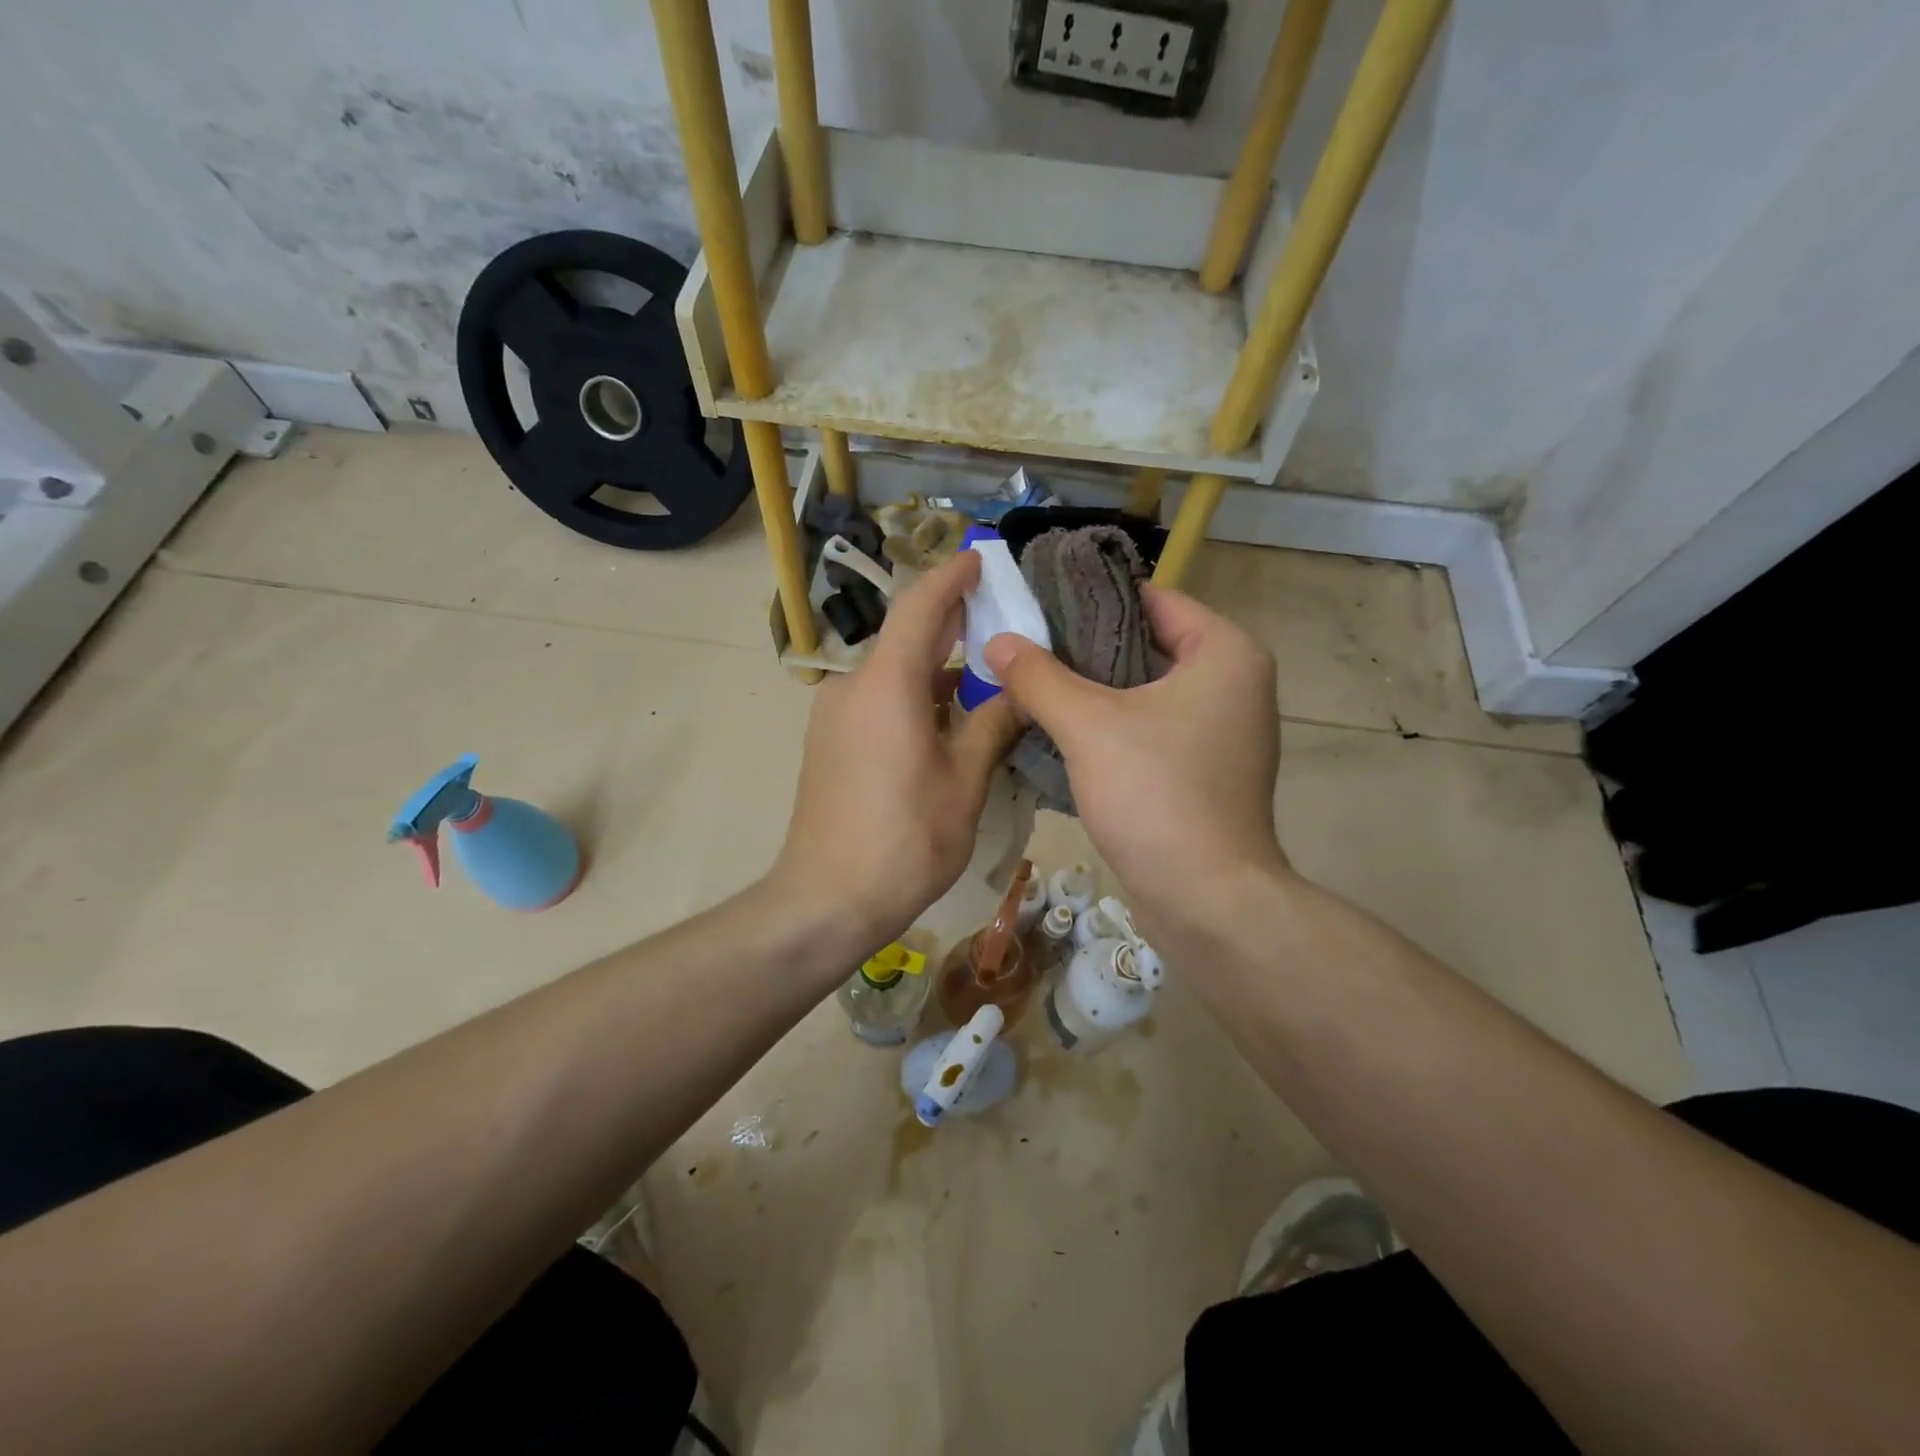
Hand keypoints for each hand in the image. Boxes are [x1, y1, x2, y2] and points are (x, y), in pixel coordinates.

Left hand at [770, 552, 1022, 953]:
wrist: (825, 899)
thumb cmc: (904, 840)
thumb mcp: (964, 782)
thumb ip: (992, 725)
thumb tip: (1020, 691)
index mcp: (886, 685)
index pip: (920, 606)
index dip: (952, 576)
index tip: (981, 558)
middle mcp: (853, 687)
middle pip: (906, 636)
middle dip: (951, 620)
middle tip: (1001, 614)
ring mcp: (836, 716)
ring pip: (894, 672)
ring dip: (936, 665)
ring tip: (987, 671)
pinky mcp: (832, 742)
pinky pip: (879, 699)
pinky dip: (915, 695)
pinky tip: (949, 715)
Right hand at [984, 586, 1288, 936]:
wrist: (1207, 901)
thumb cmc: (1157, 796)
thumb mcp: (1088, 726)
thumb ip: (1040, 676)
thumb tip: (997, 641)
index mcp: (1226, 653)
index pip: (1153, 599)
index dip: (1092, 598)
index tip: (1038, 603)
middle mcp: (1235, 684)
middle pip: (1147, 644)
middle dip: (1085, 646)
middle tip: (1025, 645)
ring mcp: (1223, 731)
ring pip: (1146, 691)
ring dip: (1093, 689)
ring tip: (1032, 681)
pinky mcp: (1206, 770)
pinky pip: (1152, 728)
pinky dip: (1112, 725)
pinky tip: (1061, 729)